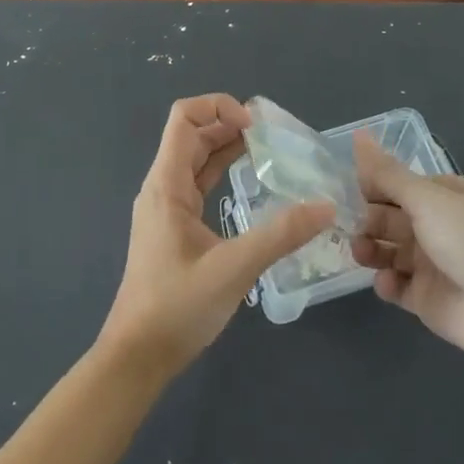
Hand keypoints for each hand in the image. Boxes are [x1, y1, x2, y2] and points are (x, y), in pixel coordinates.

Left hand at [98, 94, 332, 376]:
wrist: (137, 356)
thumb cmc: (177, 308)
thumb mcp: (234, 269)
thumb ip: (281, 235)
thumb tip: (326, 206)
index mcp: (166, 185)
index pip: (184, 118)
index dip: (219, 107)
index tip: (257, 126)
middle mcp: (162, 188)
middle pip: (192, 135)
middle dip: (229, 124)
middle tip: (273, 136)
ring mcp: (165, 208)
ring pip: (195, 160)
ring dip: (226, 147)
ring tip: (268, 150)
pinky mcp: (173, 228)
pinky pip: (198, 184)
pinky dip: (222, 172)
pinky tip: (249, 183)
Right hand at [350, 134, 463, 360]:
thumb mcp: (427, 198)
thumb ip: (387, 173)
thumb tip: (359, 134)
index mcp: (445, 197)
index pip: (400, 185)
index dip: (373, 186)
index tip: (346, 189)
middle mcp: (439, 227)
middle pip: (391, 218)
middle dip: (367, 219)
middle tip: (343, 224)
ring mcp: (432, 264)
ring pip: (389, 251)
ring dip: (370, 249)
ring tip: (359, 252)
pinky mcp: (426, 298)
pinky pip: (397, 286)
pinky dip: (386, 283)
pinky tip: (386, 281)